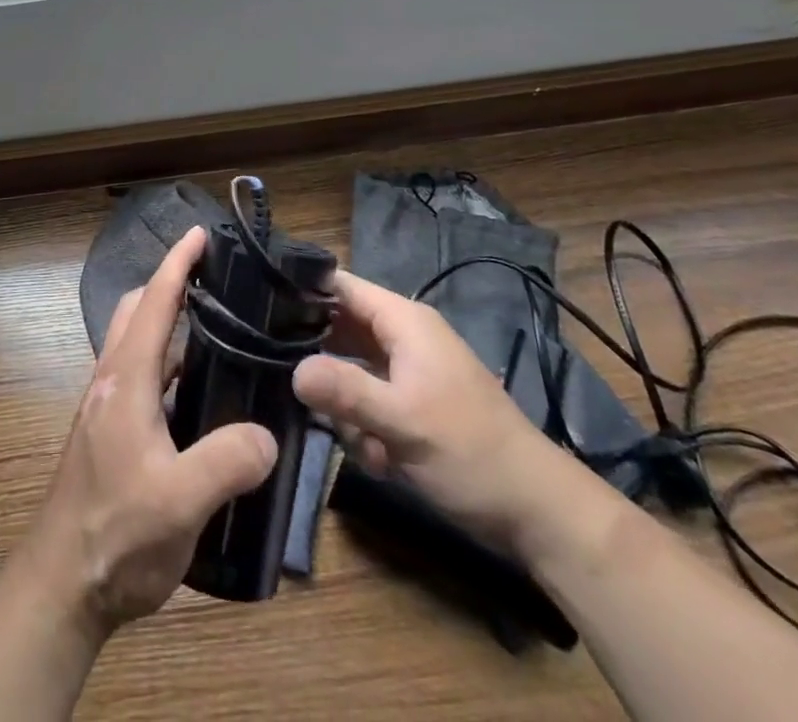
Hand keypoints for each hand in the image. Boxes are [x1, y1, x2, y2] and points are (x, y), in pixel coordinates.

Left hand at [17, 226, 278, 630]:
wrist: (62, 586)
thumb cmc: (116, 535)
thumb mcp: (180, 502)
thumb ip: (227, 461)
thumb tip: (266, 433)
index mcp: (125, 379)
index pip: (152, 303)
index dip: (176, 264)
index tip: (200, 234)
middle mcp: (111, 380)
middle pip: (135, 311)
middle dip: (168, 284)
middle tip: (214, 282)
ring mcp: (106, 407)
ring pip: (136, 344)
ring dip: (166, 324)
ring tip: (218, 333)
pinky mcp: (109, 433)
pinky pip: (141, 376)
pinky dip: (167, 364)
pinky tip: (199, 396)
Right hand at [292, 270, 567, 556]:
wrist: (537, 512)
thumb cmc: (469, 453)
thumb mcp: (402, 422)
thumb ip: (344, 391)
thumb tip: (292, 370)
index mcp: (404, 321)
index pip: (341, 285)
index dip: (302, 291)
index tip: (259, 308)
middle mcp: (403, 336)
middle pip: (340, 328)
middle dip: (319, 361)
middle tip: (291, 386)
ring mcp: (409, 371)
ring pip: (351, 370)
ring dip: (345, 406)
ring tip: (356, 439)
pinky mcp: (413, 404)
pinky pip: (370, 400)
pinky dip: (366, 427)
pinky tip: (378, 458)